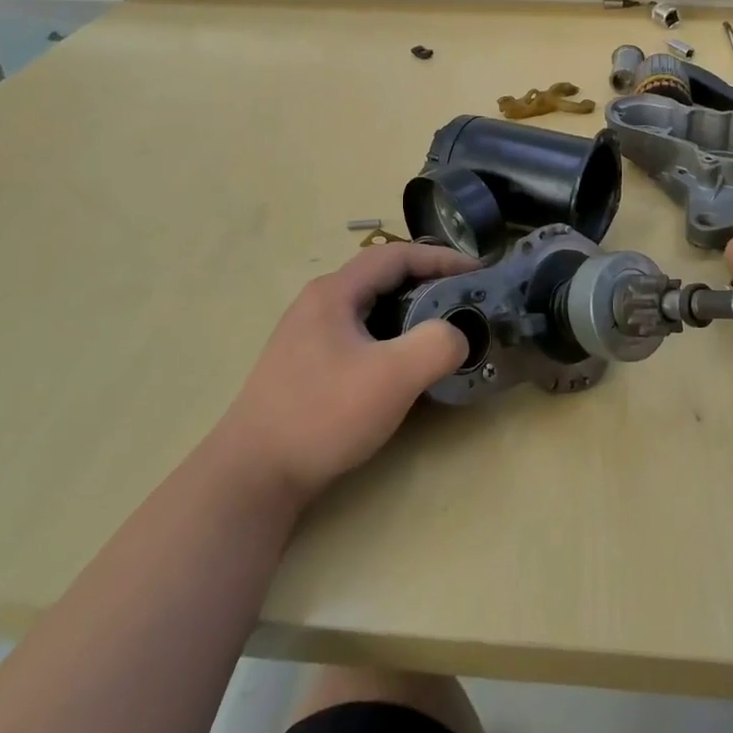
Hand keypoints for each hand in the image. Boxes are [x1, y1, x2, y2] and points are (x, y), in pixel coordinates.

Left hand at [218, 243, 480, 501]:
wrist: (253, 476)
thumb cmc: (323, 415)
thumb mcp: (391, 377)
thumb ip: (436, 345)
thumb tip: (457, 336)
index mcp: (334, 293)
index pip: (396, 256)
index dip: (442, 258)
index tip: (479, 272)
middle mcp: (319, 304)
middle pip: (383, 278)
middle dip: (429, 283)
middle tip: (466, 301)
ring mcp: (309, 336)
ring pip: (372, 309)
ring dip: (411, 312)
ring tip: (444, 332)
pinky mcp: (309, 366)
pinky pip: (361, 336)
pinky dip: (392, 338)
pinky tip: (405, 366)